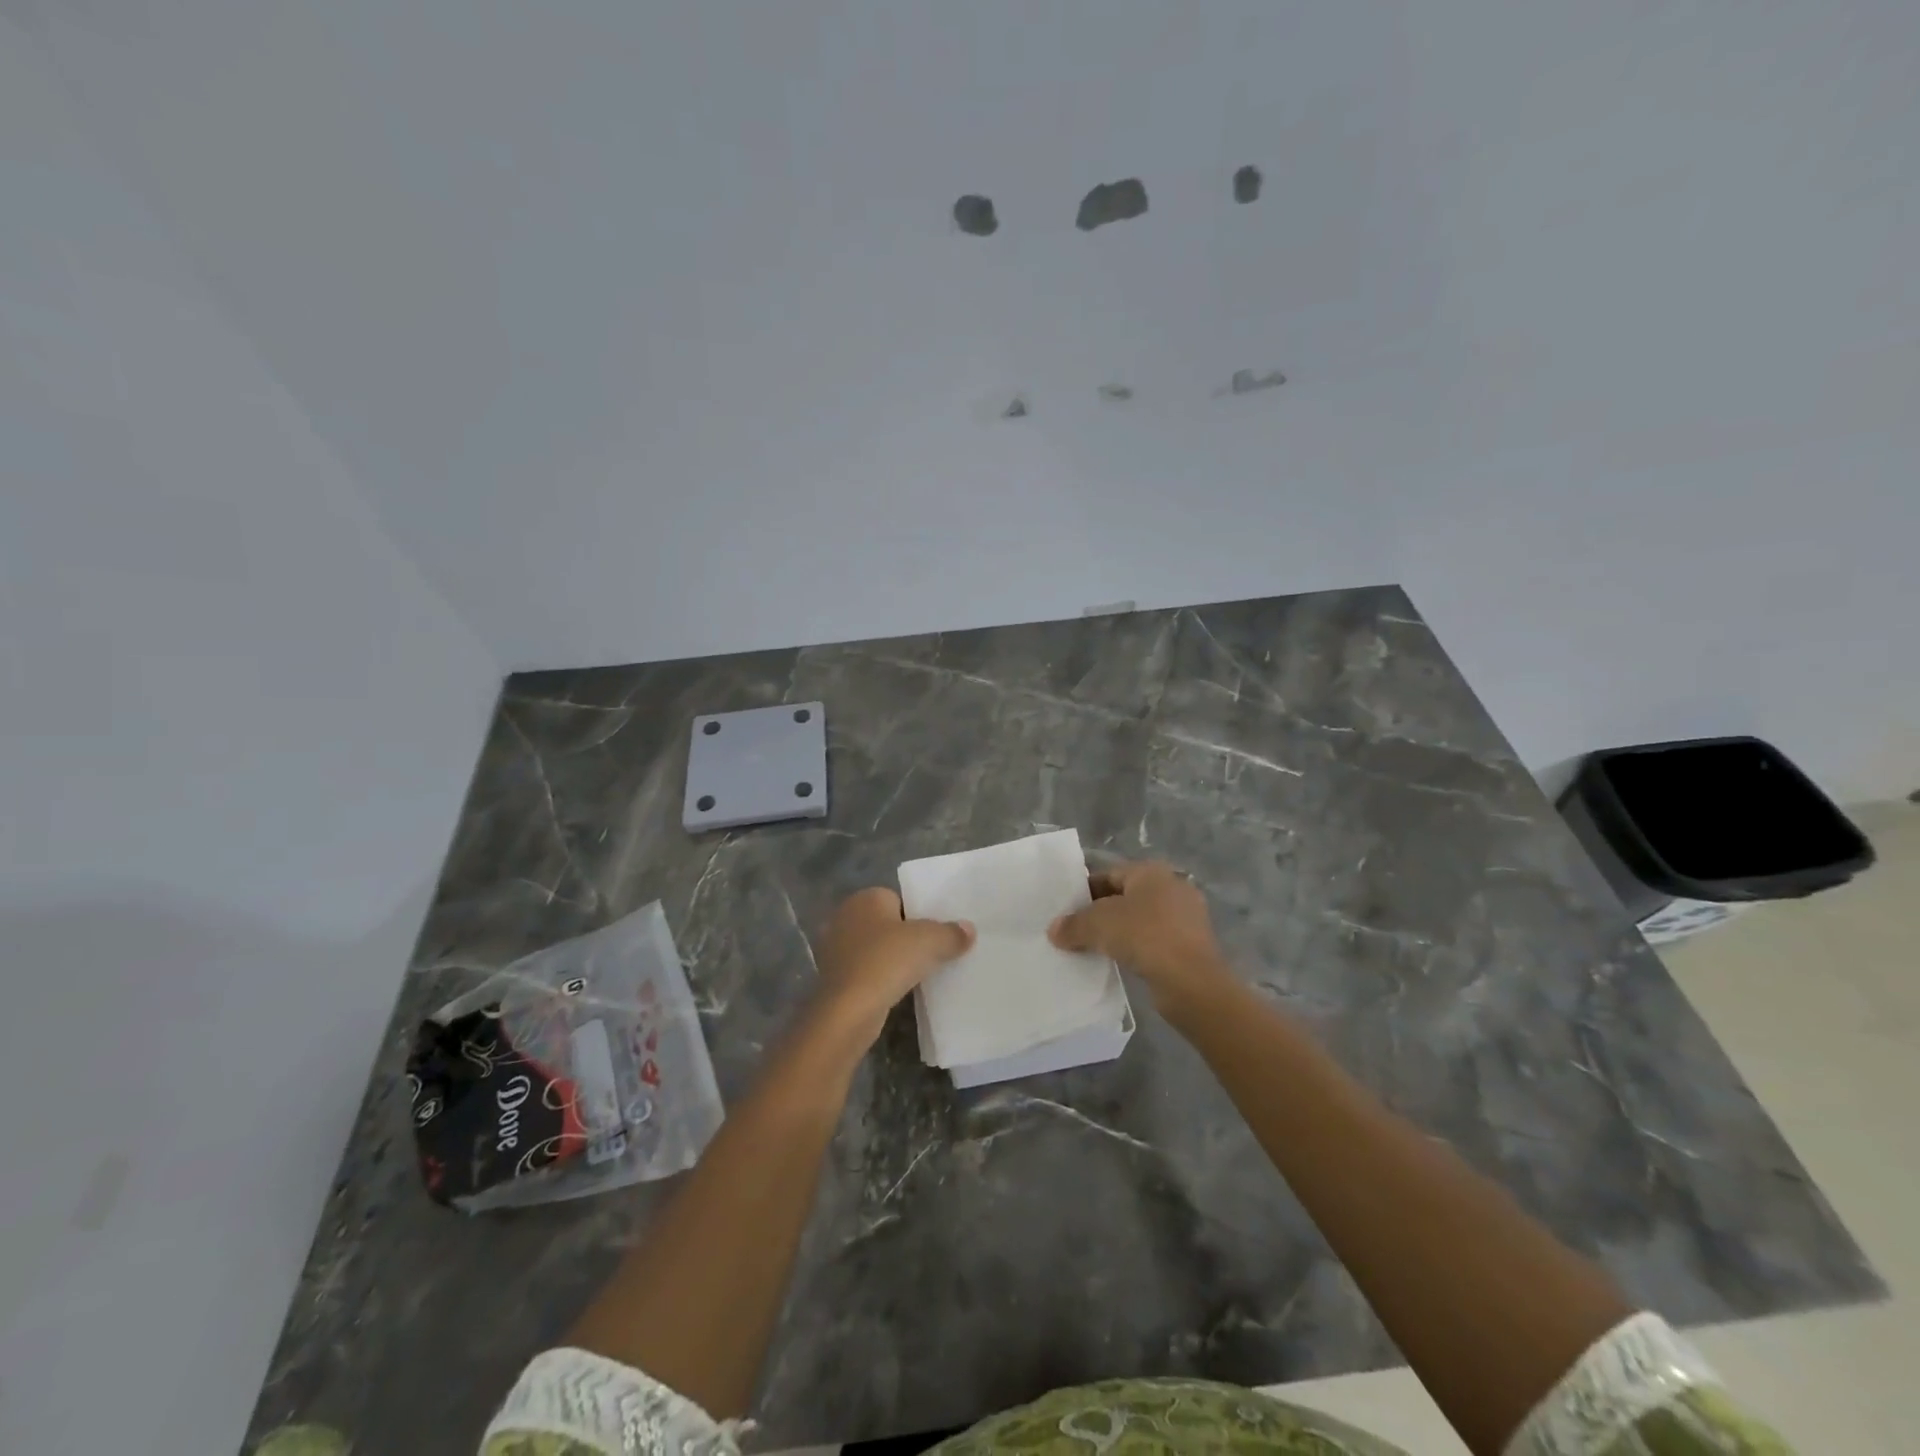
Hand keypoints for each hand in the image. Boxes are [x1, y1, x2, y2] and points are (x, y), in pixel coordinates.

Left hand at [812, 888, 974, 1044]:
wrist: (848, 1010)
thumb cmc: (887, 961)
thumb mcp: (930, 941)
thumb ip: (952, 933)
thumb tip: (968, 929)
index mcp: (865, 898)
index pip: (899, 899)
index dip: (919, 915)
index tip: (936, 934)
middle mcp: (845, 916)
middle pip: (886, 923)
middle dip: (905, 937)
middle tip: (931, 954)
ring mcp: (834, 948)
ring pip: (874, 948)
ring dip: (891, 960)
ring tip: (918, 975)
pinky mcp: (832, 977)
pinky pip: (864, 970)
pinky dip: (879, 978)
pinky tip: (896, 991)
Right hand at [1048, 860, 1232, 1020]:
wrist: (1192, 982)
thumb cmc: (1144, 936)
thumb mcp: (1098, 925)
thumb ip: (1073, 924)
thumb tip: (1054, 930)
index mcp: (1151, 872)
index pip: (1108, 874)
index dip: (1083, 891)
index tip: (1064, 910)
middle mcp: (1171, 887)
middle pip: (1124, 896)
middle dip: (1099, 913)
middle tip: (1074, 930)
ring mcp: (1186, 917)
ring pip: (1140, 920)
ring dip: (1118, 932)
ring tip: (1092, 948)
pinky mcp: (1191, 945)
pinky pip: (1154, 941)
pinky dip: (1136, 949)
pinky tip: (1119, 962)